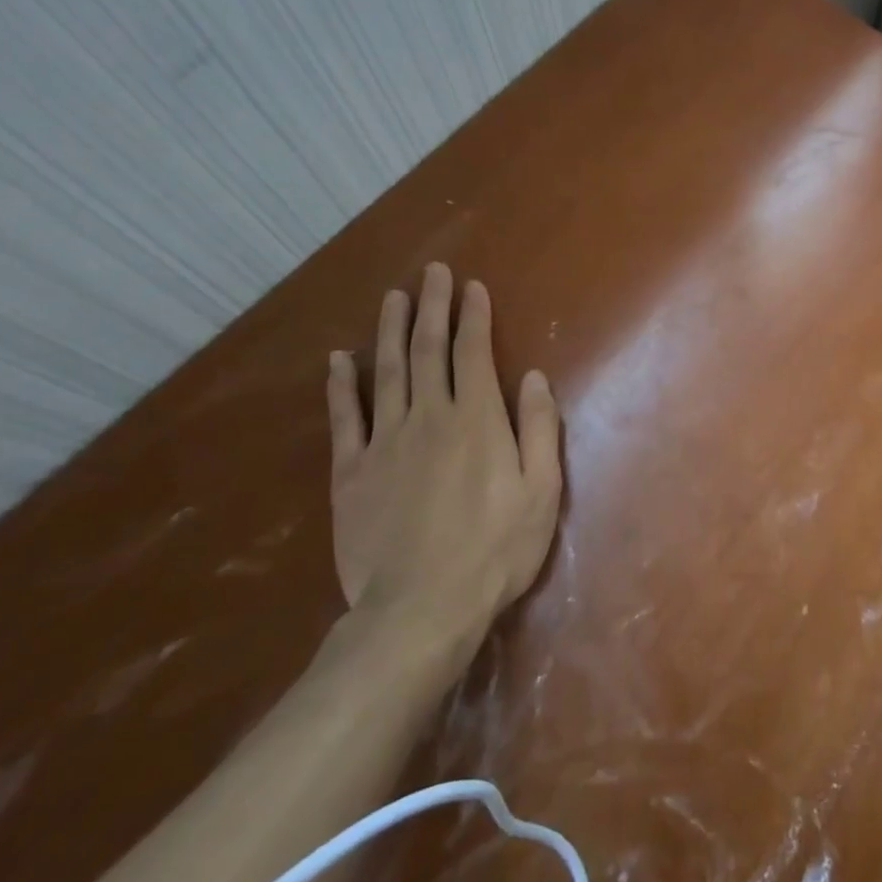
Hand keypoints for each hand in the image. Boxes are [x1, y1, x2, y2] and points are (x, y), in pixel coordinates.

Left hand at [326, 264, 562, 665]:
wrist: (421, 608)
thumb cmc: (496, 549)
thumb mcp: (542, 490)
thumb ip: (538, 429)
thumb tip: (533, 378)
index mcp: (477, 420)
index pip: (473, 353)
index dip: (473, 316)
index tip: (471, 286)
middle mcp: (429, 417)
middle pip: (428, 350)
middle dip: (432, 307)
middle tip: (431, 273)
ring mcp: (384, 442)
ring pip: (386, 372)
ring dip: (390, 331)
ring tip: (392, 298)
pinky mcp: (351, 472)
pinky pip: (344, 418)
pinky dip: (341, 386)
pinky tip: (339, 360)